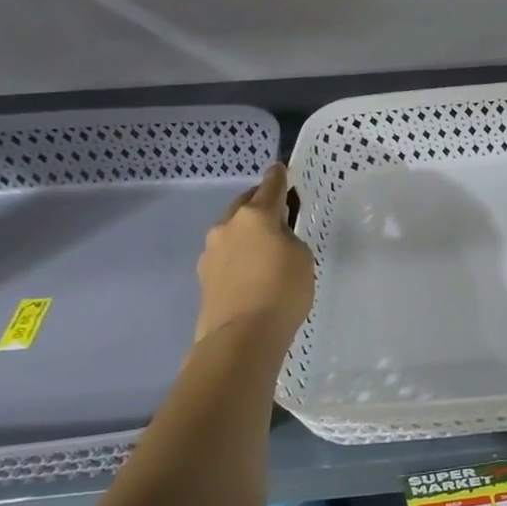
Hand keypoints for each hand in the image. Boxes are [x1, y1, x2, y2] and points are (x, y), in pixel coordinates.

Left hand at [195, 163, 315, 344]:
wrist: (242, 336)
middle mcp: (228, 226)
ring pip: (232, 230)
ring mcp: (211, 252)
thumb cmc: (282, 290)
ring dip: (246, 231)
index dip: (278, 177)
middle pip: (244, 204)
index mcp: (255, 215)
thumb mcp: (302, 257)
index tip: (280, 169)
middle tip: (277, 210)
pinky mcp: (204, 277)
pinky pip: (226, 255)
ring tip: (265, 245)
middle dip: (259, 203)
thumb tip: (274, 240)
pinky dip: (239, 255)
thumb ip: (289, 238)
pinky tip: (251, 271)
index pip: (270, 186)